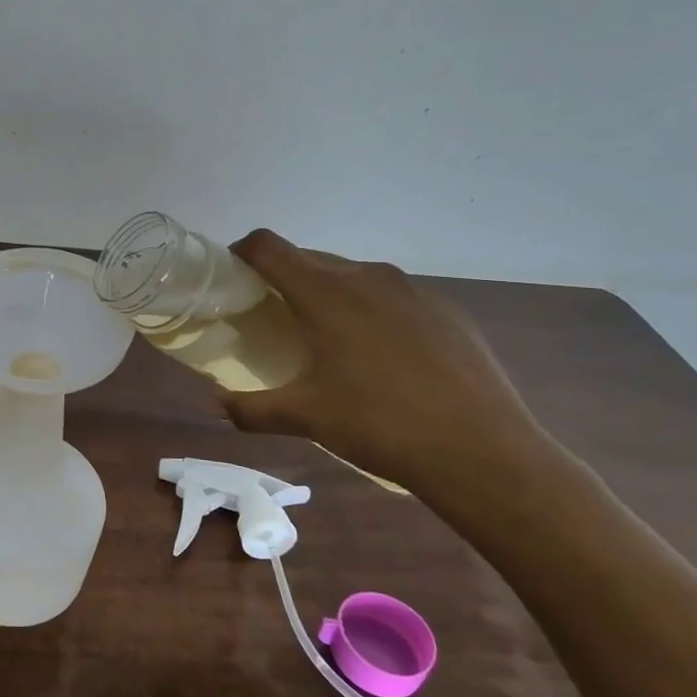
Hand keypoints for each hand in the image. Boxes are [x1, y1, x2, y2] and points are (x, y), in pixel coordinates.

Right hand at [218, 230, 548, 495]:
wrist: (481, 450)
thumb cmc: (379, 424)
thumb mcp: (305, 418)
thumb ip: (250, 409)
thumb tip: (215, 405)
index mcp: (325, 292)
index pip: (268, 247)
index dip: (241, 252)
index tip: (232, 276)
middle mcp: (367, 276)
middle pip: (309, 259)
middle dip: (283, 280)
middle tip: (273, 318)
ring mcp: (412, 290)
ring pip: (353, 276)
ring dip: (329, 295)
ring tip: (327, 340)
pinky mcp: (445, 310)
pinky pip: (392, 298)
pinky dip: (371, 313)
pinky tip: (382, 359)